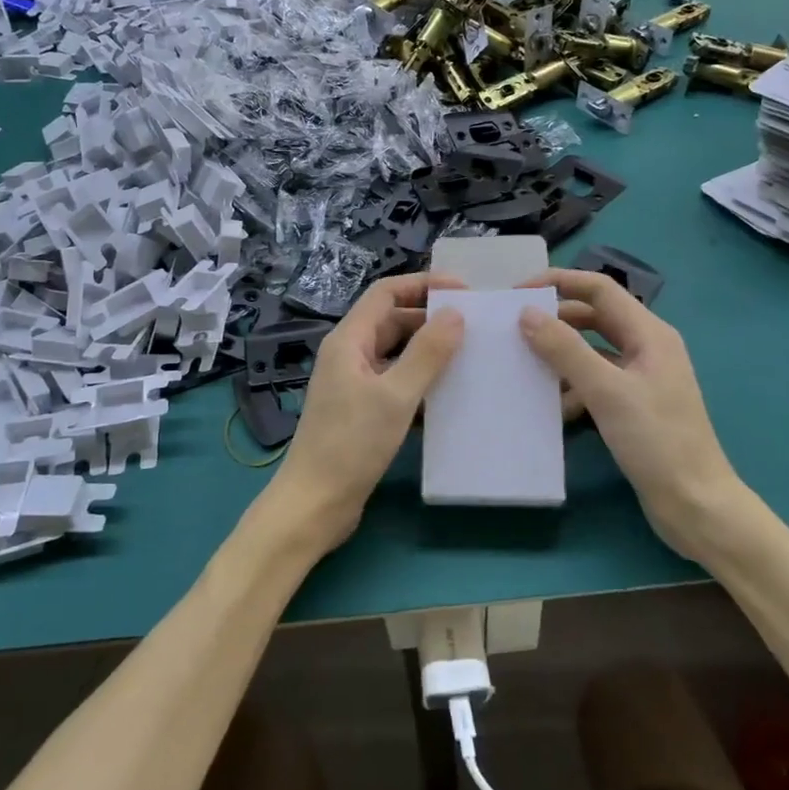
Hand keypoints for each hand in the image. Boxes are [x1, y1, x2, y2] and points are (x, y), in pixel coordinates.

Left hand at [268, 272, 465, 553]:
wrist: (314, 505)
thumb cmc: (351, 445)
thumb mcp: (395, 396)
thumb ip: (427, 353)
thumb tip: (455, 313)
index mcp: (348, 340)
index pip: (386, 293)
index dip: (422, 285)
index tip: (463, 291)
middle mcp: (349, 355)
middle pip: (392, 321)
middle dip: (430, 318)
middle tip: (474, 327)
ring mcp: (354, 384)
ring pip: (396, 353)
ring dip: (428, 352)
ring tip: (471, 356)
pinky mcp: (362, 411)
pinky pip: (396, 383)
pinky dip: (420, 382)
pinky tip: (450, 394)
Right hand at [518, 269, 740, 559]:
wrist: (696, 505)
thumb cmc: (656, 441)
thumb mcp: (606, 391)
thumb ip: (565, 349)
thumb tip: (527, 314)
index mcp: (649, 333)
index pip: (600, 289)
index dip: (560, 282)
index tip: (519, 292)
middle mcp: (647, 348)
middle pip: (594, 317)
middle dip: (556, 319)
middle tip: (514, 328)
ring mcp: (641, 378)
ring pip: (592, 351)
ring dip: (561, 355)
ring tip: (524, 364)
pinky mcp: (633, 406)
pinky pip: (595, 382)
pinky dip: (572, 388)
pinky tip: (551, 406)